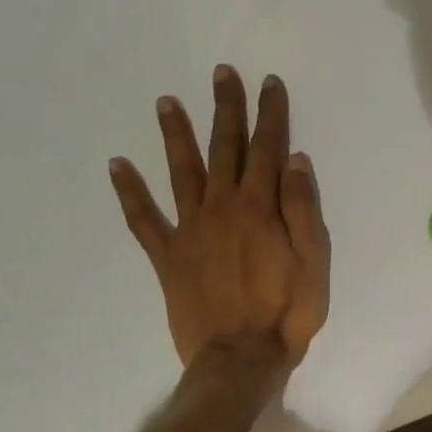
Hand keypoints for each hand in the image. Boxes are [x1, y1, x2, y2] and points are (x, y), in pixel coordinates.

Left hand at [109, 67, 330, 370]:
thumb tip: (293, 159)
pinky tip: (117, 166)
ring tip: (165, 101)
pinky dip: (129, 192)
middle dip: (226, 109)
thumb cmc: (288, 311)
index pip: (267, 148)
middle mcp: (222, 208)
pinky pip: (144, 219)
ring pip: (181, 172)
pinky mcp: (167, 256)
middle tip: (221, 73)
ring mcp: (190, 230)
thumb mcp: (314, 261)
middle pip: (224, 149)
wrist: (240, 358)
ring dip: (175, 135)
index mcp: (260, 208)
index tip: (269, 83)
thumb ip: (302, 208)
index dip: (270, 113)